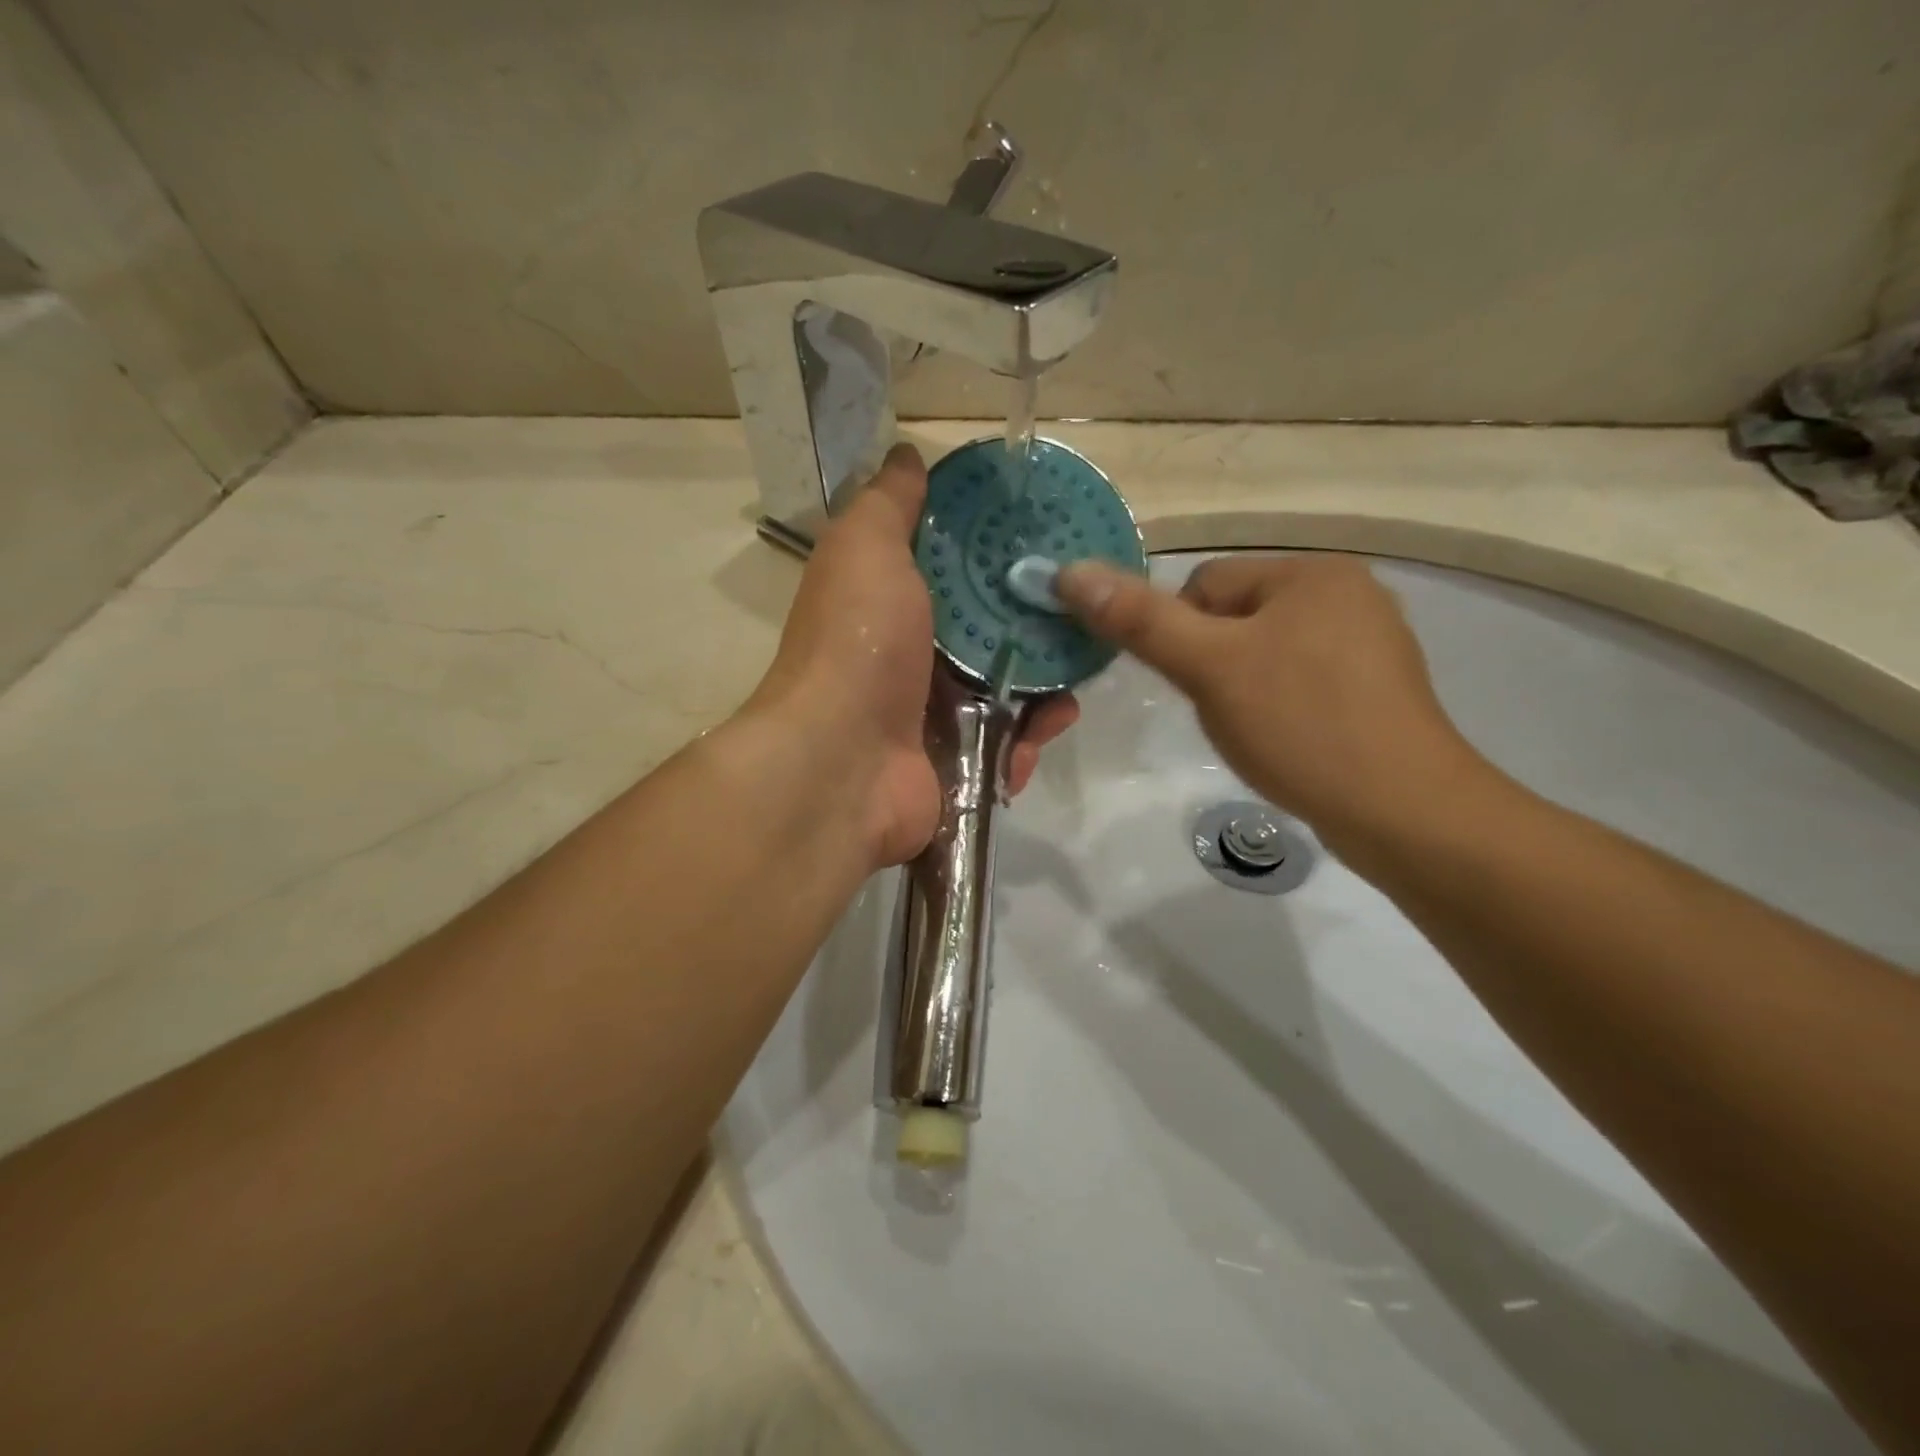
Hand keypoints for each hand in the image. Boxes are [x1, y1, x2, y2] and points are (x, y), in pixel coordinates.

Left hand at [750, 444, 1078, 867]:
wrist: (842, 763)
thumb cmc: (858, 646)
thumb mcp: (866, 550)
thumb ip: (888, 504)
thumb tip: (906, 456)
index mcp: (891, 606)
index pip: (956, 575)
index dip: (999, 560)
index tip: (1049, 545)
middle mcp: (910, 660)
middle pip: (990, 637)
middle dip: (1036, 633)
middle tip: (1081, 622)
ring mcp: (931, 718)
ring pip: (1006, 695)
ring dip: (1043, 693)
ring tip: (1070, 688)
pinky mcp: (954, 767)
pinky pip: (1005, 748)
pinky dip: (1027, 743)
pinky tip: (1043, 733)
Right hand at [1056, 554, 1488, 850]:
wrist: (1402, 811)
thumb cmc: (1300, 725)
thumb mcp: (1208, 668)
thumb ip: (1138, 619)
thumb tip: (1070, 572)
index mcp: (1312, 572)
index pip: (1205, 585)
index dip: (1182, 638)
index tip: (1196, 685)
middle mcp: (1347, 593)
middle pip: (1235, 618)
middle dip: (1214, 665)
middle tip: (1229, 711)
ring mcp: (1369, 643)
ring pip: (1264, 653)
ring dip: (1242, 688)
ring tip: (1258, 730)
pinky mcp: (1376, 689)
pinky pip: (1299, 681)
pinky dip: (1278, 706)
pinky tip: (1288, 740)